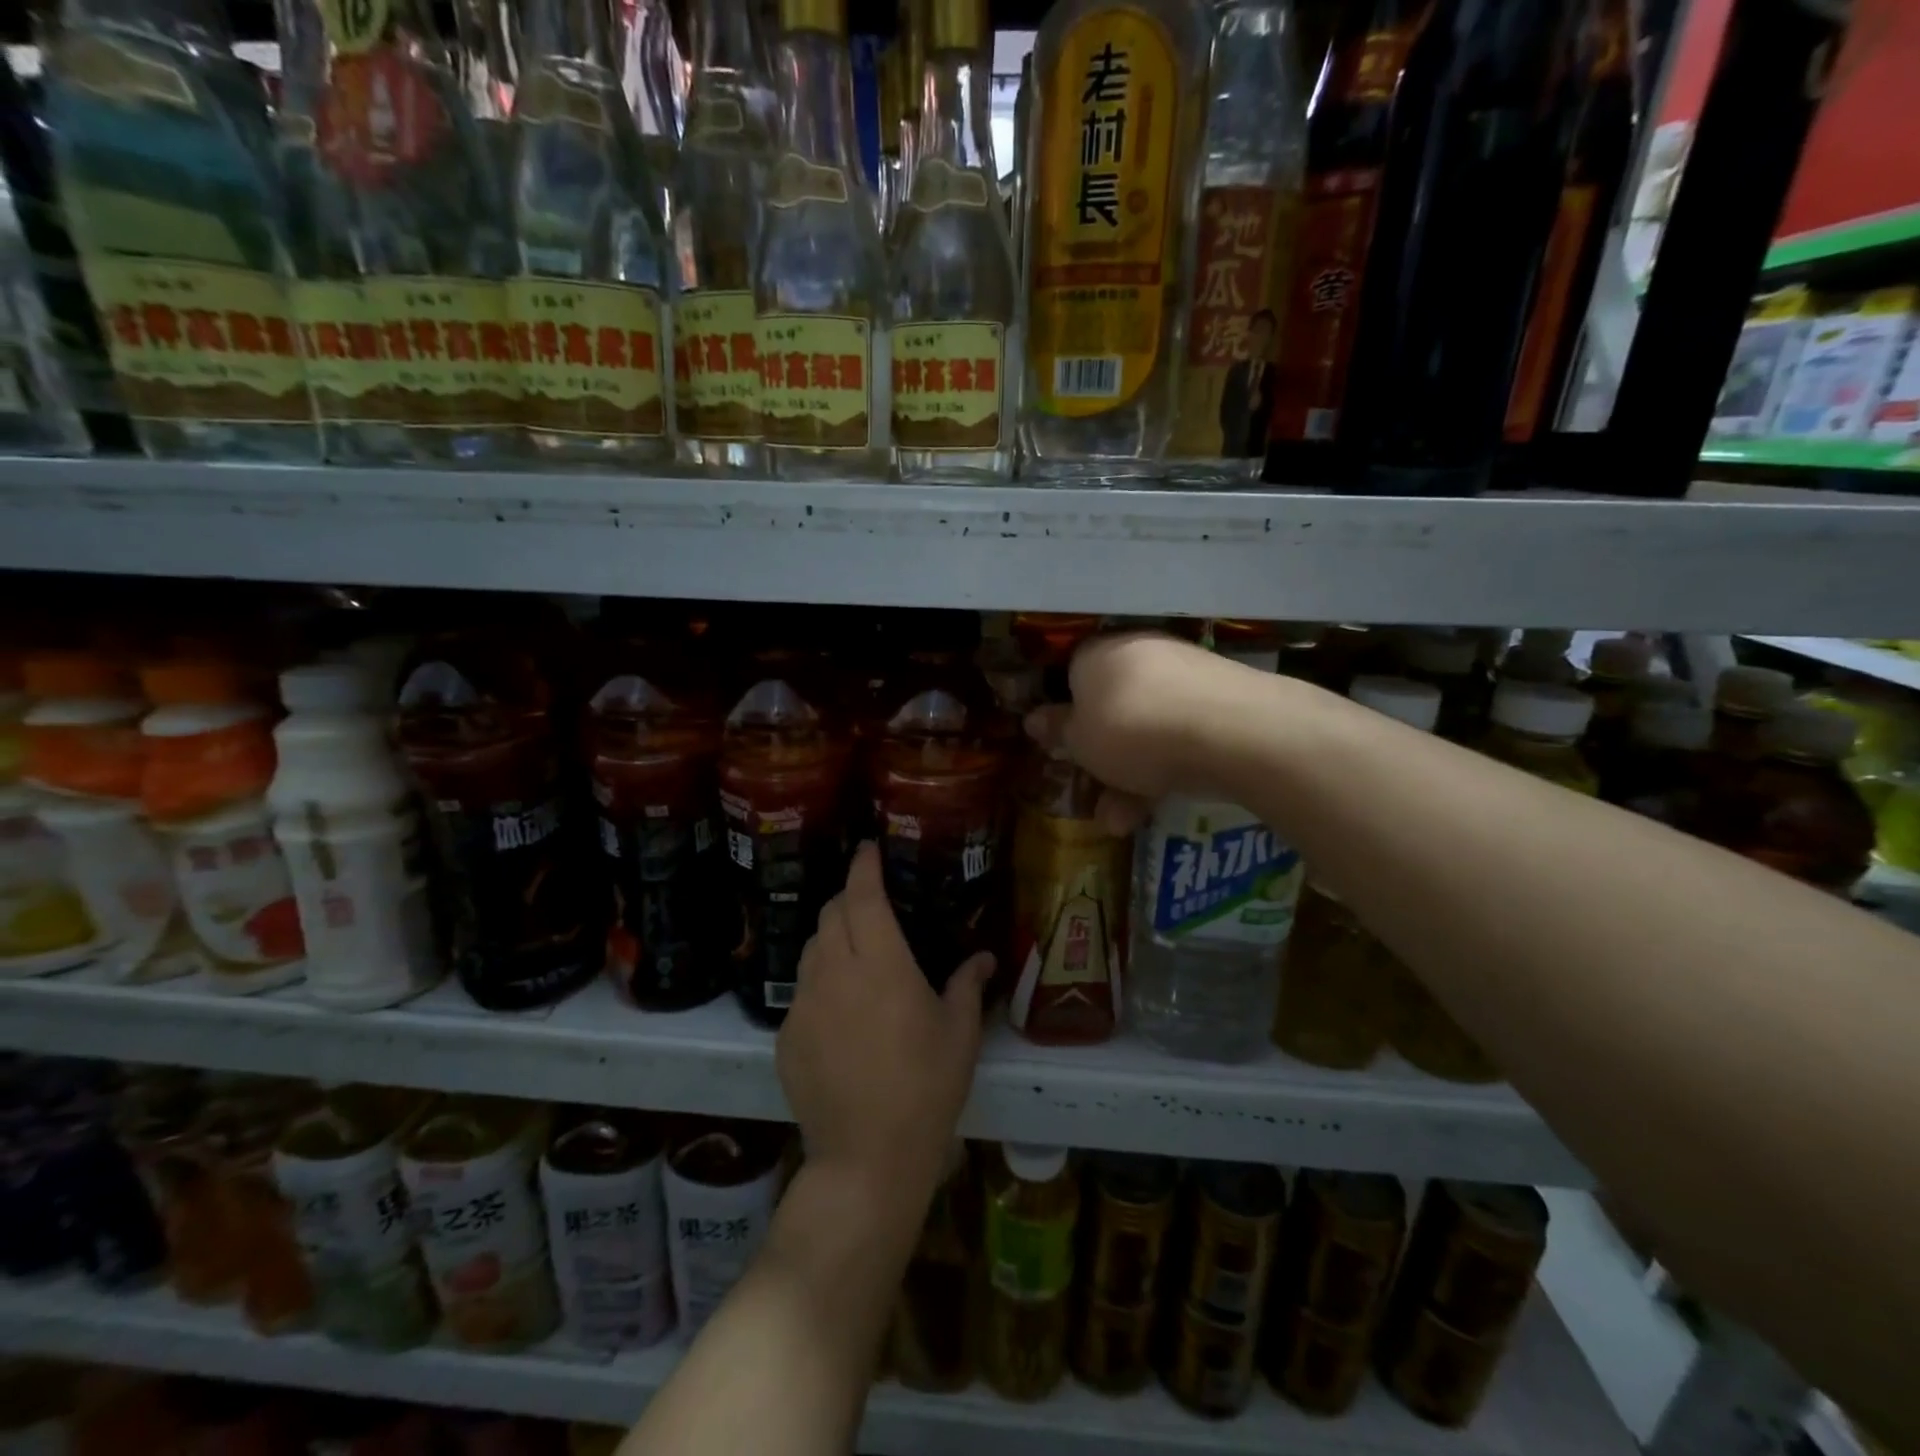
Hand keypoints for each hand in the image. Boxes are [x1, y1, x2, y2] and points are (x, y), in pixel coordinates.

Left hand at [776, 842, 993, 1208]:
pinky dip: (820, 983)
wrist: (866, 1157)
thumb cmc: (925, 1088)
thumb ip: (968, 985)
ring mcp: (803, 1004)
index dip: (864, 865)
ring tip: (855, 952)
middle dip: (848, 897)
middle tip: (870, 902)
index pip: (863, 895)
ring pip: (811, 949)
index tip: (869, 848)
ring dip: (831, 937)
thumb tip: (985, 957)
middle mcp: (834, 972)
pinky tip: (841, 1011)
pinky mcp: (785, 1035)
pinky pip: (801, 991)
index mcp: (880, 963)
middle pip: (830, 913)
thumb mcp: (958, 1034)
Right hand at [1025, 631, 1256, 832]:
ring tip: (1120, 823)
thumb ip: (1059, 731)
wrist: (1229, 731)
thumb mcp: (1080, 741)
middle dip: (1101, 756)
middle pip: (1111, 706)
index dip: (1065, 715)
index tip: (1063, 749)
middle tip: (1094, 791)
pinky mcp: (1221, 700)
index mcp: (1096, 654)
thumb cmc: (1130, 730)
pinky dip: (1166, 769)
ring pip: (1146, 727)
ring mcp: (1184, 675)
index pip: (1071, 676)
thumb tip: (1034, 719)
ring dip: (1129, 776)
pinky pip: (1180, 735)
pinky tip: (1156, 809)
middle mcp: (1139, 654)